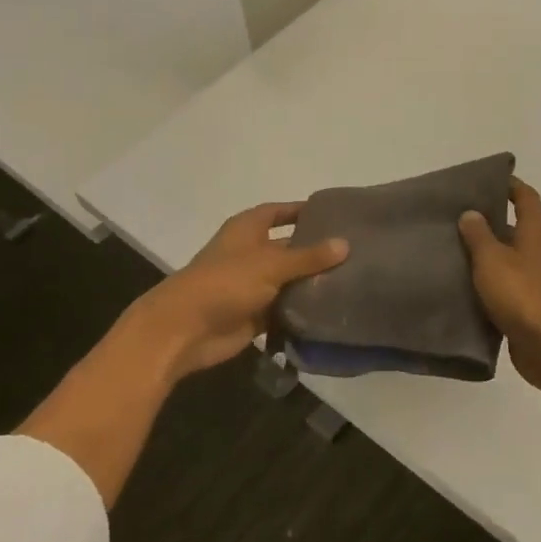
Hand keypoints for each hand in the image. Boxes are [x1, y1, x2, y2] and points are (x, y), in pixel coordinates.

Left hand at [126, 202, 348, 380]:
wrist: (186, 330)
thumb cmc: (225, 283)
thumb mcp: (271, 264)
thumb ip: (309, 256)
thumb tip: (346, 244)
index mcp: (248, 229)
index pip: (279, 211)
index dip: (301, 211)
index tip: (334, 214)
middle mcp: (251, 253)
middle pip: (288, 247)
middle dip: (315, 249)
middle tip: (355, 250)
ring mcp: (252, 285)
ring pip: (289, 279)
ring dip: (312, 282)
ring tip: (354, 279)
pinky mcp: (255, 314)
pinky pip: (285, 308)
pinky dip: (303, 309)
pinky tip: (333, 308)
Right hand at [458, 178, 540, 388]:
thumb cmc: (523, 296)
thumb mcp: (492, 260)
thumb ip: (479, 235)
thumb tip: (471, 213)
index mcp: (537, 231)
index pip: (525, 196)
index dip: (507, 184)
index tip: (483, 180)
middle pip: (516, 224)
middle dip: (489, 219)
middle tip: (456, 216)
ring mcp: (540, 277)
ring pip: (510, 255)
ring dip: (488, 252)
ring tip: (454, 249)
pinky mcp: (534, 303)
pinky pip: (509, 282)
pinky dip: (491, 279)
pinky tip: (466, 284)